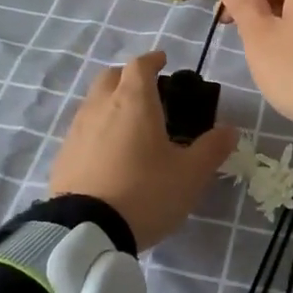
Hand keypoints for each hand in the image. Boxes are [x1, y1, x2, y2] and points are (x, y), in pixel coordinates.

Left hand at [48, 51, 235, 251]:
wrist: (86, 232)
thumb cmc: (145, 192)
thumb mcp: (190, 174)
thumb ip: (212, 149)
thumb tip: (229, 130)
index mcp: (134, 101)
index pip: (140, 65)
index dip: (153, 60)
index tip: (164, 61)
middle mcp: (101, 106)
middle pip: (111, 76)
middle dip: (128, 77)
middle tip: (147, 92)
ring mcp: (77, 130)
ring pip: (93, 102)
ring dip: (110, 103)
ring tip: (129, 125)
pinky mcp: (63, 156)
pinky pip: (82, 130)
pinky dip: (97, 130)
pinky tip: (108, 153)